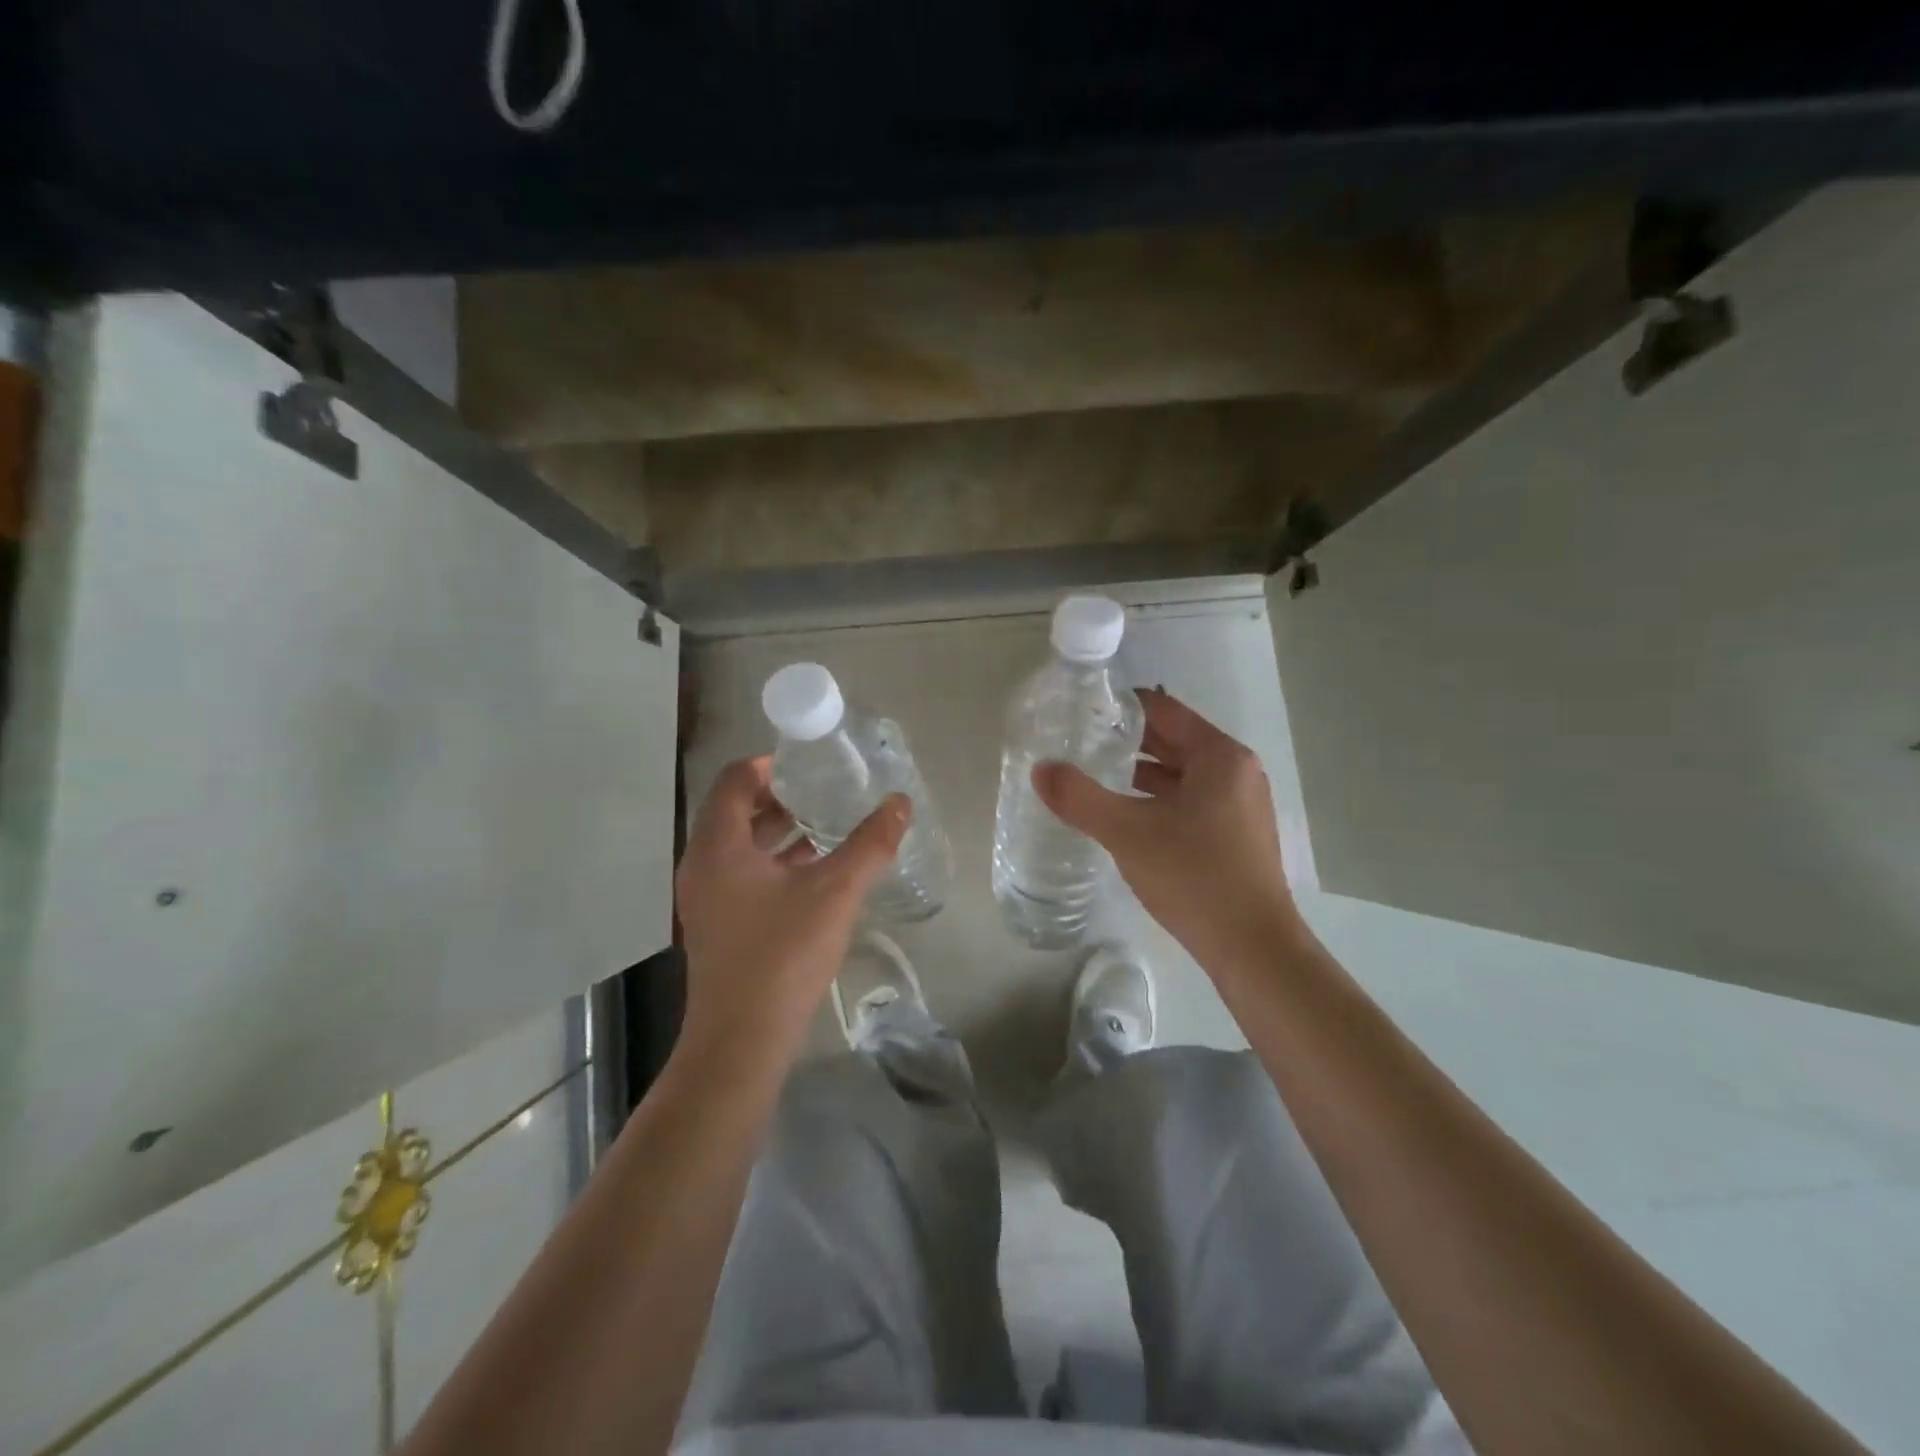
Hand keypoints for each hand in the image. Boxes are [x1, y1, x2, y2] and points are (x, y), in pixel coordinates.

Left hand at [675, 756, 909, 1057]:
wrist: (742, 1040)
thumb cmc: (783, 955)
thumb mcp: (835, 892)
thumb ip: (870, 844)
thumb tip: (900, 803)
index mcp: (718, 846)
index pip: (734, 780)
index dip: (770, 765)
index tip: (810, 765)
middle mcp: (702, 864)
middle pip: (734, 810)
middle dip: (779, 797)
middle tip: (823, 791)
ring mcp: (705, 897)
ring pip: (738, 845)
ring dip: (777, 830)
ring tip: (824, 825)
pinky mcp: (716, 923)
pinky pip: (741, 873)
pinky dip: (772, 861)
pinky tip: (812, 871)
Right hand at [1034, 688, 1298, 962]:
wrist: (1253, 949)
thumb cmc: (1194, 877)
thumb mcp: (1128, 833)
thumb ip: (1080, 798)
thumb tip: (1040, 769)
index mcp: (1219, 756)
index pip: (1164, 710)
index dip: (1121, 707)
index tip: (1081, 712)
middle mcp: (1237, 771)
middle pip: (1173, 740)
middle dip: (1127, 740)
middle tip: (1079, 742)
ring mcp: (1241, 804)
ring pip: (1181, 773)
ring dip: (1140, 772)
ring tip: (1094, 776)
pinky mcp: (1237, 834)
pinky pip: (1191, 800)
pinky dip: (1158, 798)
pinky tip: (1126, 816)